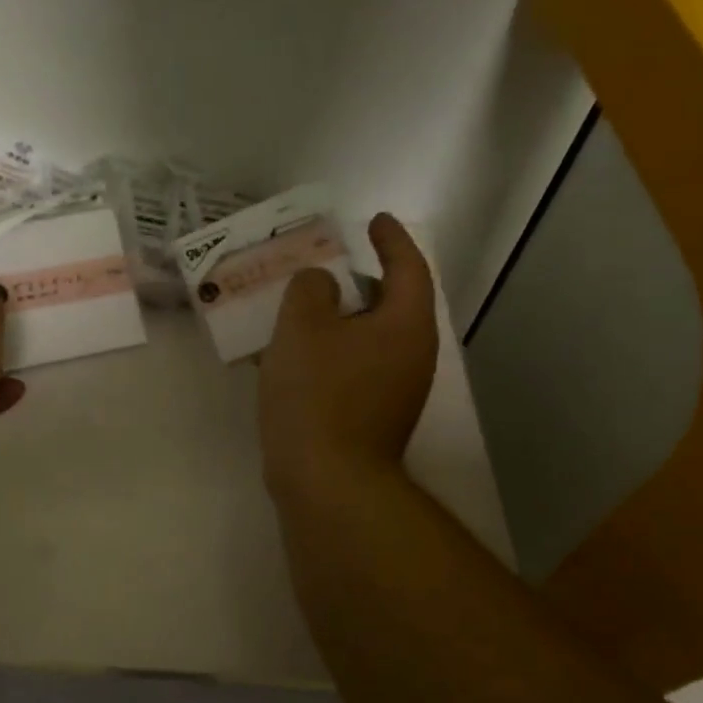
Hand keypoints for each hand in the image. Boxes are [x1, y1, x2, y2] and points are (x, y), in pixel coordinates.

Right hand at [258, 213, 438, 499]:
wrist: (326, 483)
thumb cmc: (318, 396)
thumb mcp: (302, 328)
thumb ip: (310, 289)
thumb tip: (320, 284)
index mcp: (405, 326)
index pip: (408, 267)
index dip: (391, 239)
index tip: (374, 219)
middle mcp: (411, 356)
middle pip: (389, 304)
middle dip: (356, 282)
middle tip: (321, 267)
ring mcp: (394, 392)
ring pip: (366, 339)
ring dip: (336, 321)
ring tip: (297, 310)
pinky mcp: (371, 419)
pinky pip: (351, 370)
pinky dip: (328, 354)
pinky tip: (291, 358)